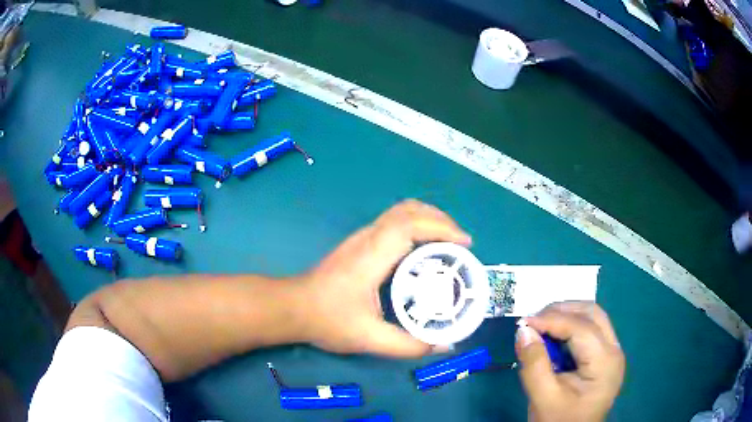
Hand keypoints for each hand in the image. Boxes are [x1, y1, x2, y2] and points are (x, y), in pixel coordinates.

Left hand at [299, 200, 470, 356]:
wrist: (293, 307)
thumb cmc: (328, 320)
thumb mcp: (369, 338)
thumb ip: (408, 345)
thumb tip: (444, 346)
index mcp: (371, 256)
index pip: (410, 225)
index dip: (441, 227)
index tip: (465, 244)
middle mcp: (367, 238)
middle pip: (408, 209)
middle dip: (440, 219)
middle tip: (461, 243)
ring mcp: (361, 237)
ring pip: (400, 211)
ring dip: (428, 219)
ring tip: (448, 241)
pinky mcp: (359, 242)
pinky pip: (393, 221)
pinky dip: (416, 225)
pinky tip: (423, 248)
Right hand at [515, 302, 624, 421]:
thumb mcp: (543, 398)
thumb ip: (534, 365)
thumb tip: (523, 331)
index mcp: (604, 363)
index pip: (581, 328)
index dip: (552, 320)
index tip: (523, 323)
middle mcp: (614, 350)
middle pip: (592, 314)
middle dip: (562, 311)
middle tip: (534, 321)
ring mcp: (612, 352)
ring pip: (593, 318)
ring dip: (567, 315)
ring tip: (541, 326)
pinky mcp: (605, 357)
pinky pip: (590, 330)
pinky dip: (570, 327)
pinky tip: (554, 337)